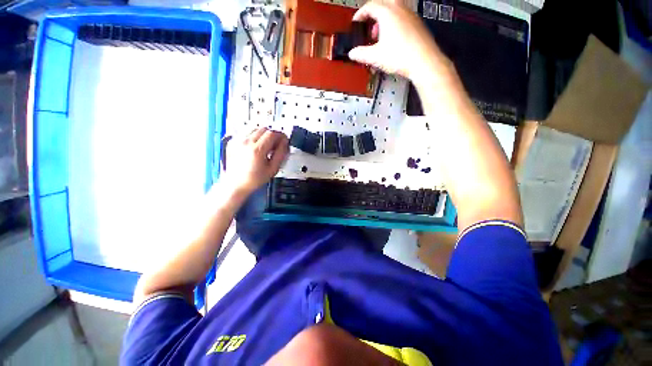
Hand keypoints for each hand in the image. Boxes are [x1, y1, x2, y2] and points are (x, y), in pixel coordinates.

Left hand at [222, 128, 288, 195]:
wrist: (235, 184)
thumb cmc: (254, 179)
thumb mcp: (273, 169)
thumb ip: (281, 154)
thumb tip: (285, 143)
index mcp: (257, 150)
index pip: (272, 133)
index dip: (281, 135)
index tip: (284, 140)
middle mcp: (246, 142)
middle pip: (264, 129)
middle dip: (273, 135)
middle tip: (276, 143)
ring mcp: (238, 141)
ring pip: (255, 129)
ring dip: (263, 135)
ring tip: (265, 146)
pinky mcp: (232, 142)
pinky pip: (246, 133)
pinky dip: (254, 137)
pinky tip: (256, 147)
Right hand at [348, 0, 450, 80]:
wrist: (423, 61)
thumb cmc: (402, 56)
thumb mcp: (375, 57)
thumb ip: (361, 54)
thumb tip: (353, 53)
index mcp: (387, 13)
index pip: (369, 6)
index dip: (360, 14)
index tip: (356, 21)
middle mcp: (400, 9)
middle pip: (383, 3)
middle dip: (373, 14)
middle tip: (369, 25)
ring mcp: (410, 15)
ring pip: (394, 9)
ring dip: (384, 20)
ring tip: (380, 36)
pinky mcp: (417, 24)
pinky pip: (403, 18)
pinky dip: (394, 24)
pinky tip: (393, 40)